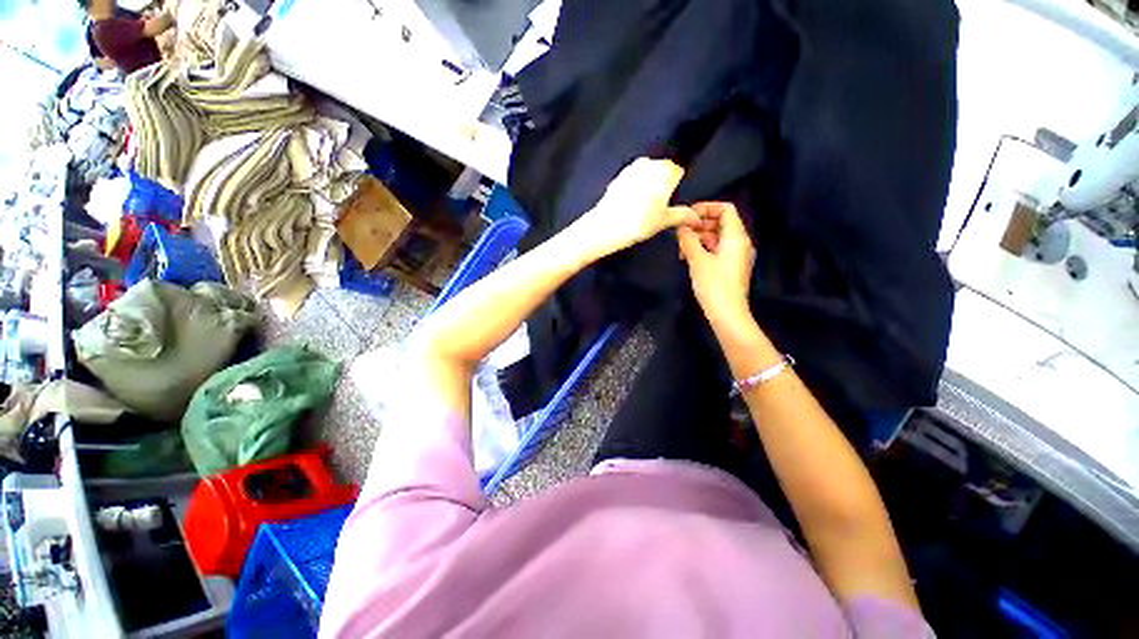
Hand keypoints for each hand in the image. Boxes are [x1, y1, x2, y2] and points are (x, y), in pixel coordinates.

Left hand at [573, 158, 696, 255]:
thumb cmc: (641, 222)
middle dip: (660, 184)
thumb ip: (682, 215)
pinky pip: (631, 180)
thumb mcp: (664, 220)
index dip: (674, 187)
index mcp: (666, 170)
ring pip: (645, 174)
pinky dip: (633, 188)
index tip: (669, 201)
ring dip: (646, 185)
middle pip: (661, 171)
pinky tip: (629, 204)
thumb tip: (696, 218)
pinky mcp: (617, 176)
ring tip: (642, 206)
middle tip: (656, 206)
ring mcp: (631, 168)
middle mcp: (650, 163)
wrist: (607, 225)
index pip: (677, 173)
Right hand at [676, 202, 755, 323]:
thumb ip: (688, 240)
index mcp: (736, 237)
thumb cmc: (714, 285)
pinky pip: (717, 250)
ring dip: (699, 239)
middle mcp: (740, 243)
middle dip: (699, 225)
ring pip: (717, 238)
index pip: (725, 209)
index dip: (706, 208)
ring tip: (681, 248)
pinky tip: (688, 258)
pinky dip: (703, 249)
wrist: (727, 314)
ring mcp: (736, 256)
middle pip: (721, 223)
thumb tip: (681, 227)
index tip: (687, 216)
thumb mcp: (697, 260)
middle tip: (680, 234)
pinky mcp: (730, 267)